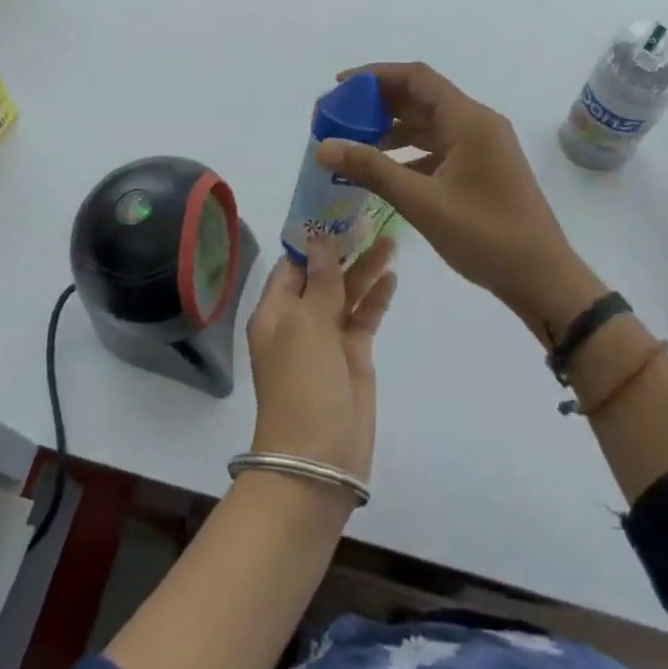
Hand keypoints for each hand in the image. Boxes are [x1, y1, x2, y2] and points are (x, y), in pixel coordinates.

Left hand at [245, 235, 396, 484]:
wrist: (318, 458)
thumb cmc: (302, 384)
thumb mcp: (307, 326)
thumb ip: (319, 283)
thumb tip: (318, 241)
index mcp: (275, 311)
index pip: (292, 264)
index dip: (312, 239)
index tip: (336, 210)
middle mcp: (298, 320)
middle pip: (322, 276)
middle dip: (343, 249)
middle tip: (370, 216)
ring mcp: (327, 339)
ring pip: (346, 294)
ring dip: (364, 269)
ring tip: (390, 238)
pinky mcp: (353, 356)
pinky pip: (364, 318)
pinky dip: (376, 298)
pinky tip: (392, 275)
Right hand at [316, 63, 604, 345]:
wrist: (542, 278)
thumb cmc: (486, 236)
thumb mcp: (423, 202)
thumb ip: (372, 170)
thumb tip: (324, 146)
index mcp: (469, 121)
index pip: (416, 78)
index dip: (374, 76)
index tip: (338, 87)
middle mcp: (477, 125)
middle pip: (420, 98)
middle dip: (376, 105)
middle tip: (337, 119)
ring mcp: (481, 148)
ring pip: (427, 125)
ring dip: (390, 130)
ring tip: (351, 145)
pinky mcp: (480, 170)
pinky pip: (437, 149)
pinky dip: (407, 154)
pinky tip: (382, 172)